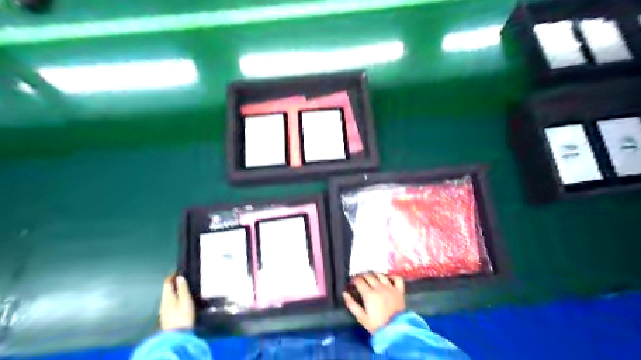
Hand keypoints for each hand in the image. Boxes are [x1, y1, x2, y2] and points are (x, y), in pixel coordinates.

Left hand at [159, 275, 194, 331]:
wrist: (177, 336)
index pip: (167, 283)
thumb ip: (183, 288)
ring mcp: (163, 310)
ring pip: (167, 296)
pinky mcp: (166, 316)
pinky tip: (179, 300)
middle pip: (166, 289)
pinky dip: (173, 297)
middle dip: (172, 283)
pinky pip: (168, 302)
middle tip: (181, 278)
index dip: (172, 276)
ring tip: (181, 288)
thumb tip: (179, 277)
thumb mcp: (186, 300)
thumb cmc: (183, 316)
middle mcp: (163, 302)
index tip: (179, 271)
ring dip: (173, 291)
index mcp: (167, 297)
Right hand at [342, 273, 401, 334]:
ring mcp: (390, 288)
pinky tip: (388, 278)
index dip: (354, 280)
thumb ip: (351, 305)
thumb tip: (344, 293)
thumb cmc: (376, 325)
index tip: (352, 283)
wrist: (395, 331)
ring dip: (374, 274)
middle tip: (360, 280)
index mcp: (369, 294)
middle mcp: (379, 287)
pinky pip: (397, 278)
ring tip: (372, 278)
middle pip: (369, 275)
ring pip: (381, 275)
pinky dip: (392, 276)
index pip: (359, 280)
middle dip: (362, 276)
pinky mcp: (399, 291)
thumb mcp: (361, 318)